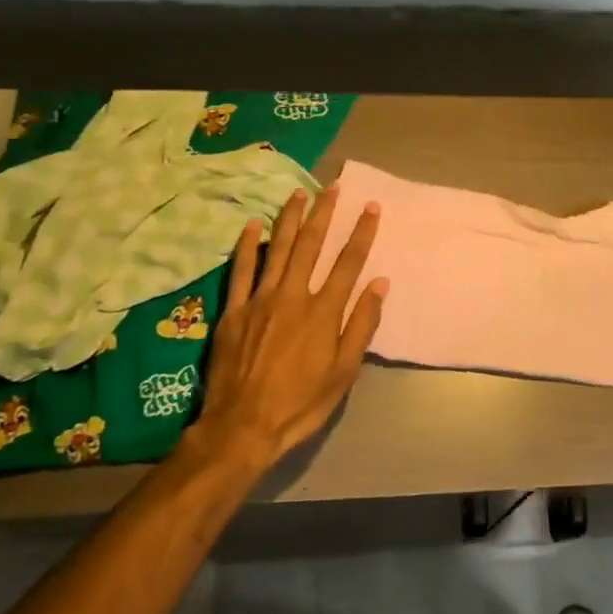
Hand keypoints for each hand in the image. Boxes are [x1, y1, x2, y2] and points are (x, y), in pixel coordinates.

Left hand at [186, 184, 388, 473]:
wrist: (243, 427)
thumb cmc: (300, 403)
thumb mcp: (344, 372)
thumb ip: (361, 324)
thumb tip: (379, 284)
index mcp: (323, 311)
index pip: (348, 262)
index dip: (362, 233)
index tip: (371, 207)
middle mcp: (293, 295)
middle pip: (311, 245)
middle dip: (325, 213)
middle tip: (333, 186)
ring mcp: (260, 300)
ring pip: (278, 249)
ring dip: (290, 219)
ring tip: (299, 193)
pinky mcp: (233, 310)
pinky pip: (241, 270)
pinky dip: (248, 245)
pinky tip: (254, 225)